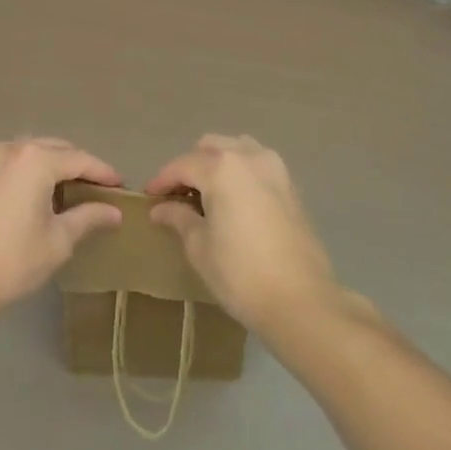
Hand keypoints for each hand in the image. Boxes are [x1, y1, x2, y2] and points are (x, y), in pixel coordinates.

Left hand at [0, 138, 123, 317]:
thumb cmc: (12, 259)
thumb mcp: (58, 240)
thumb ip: (88, 218)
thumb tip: (114, 212)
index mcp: (36, 159)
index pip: (80, 159)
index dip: (103, 173)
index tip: (122, 187)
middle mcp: (13, 148)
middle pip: (56, 149)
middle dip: (79, 166)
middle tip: (100, 190)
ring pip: (34, 153)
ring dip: (55, 167)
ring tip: (74, 193)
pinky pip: (15, 164)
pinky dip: (33, 173)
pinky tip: (42, 196)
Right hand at [146, 135, 341, 333]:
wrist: (301, 301)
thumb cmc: (241, 274)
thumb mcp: (200, 247)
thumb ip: (179, 218)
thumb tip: (161, 209)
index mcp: (222, 167)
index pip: (182, 165)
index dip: (162, 180)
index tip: (149, 196)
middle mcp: (248, 157)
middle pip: (210, 148)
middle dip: (190, 166)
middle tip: (177, 195)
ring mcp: (274, 168)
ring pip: (237, 149)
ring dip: (217, 162)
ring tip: (206, 193)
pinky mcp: (291, 186)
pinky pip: (257, 165)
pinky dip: (240, 172)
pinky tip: (233, 200)